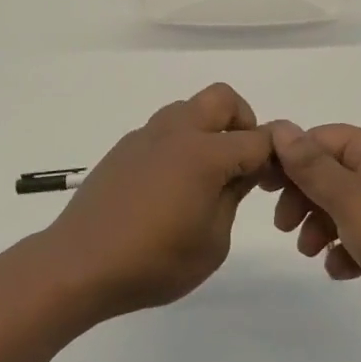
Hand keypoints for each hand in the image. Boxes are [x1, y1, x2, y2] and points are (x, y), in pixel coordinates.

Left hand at [42, 83, 275, 319]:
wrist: (80, 263)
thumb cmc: (154, 261)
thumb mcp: (212, 242)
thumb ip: (233, 198)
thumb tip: (245, 171)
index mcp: (204, 153)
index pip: (256, 140)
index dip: (276, 155)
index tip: (280, 176)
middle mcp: (176, 132)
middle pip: (222, 98)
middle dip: (243, 120)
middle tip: (243, 161)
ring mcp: (146, 135)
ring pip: (189, 108)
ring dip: (208, 128)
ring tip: (206, 174)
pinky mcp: (124, 147)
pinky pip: (163, 129)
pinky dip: (179, 142)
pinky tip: (170, 185)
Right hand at [265, 122, 360, 347]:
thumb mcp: (348, 197)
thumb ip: (311, 165)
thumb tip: (280, 127)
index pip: (319, 140)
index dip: (288, 159)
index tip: (262, 186)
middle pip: (327, 173)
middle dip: (302, 197)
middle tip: (283, 225)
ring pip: (341, 207)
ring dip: (319, 226)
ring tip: (309, 251)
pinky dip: (345, 251)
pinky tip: (340, 271)